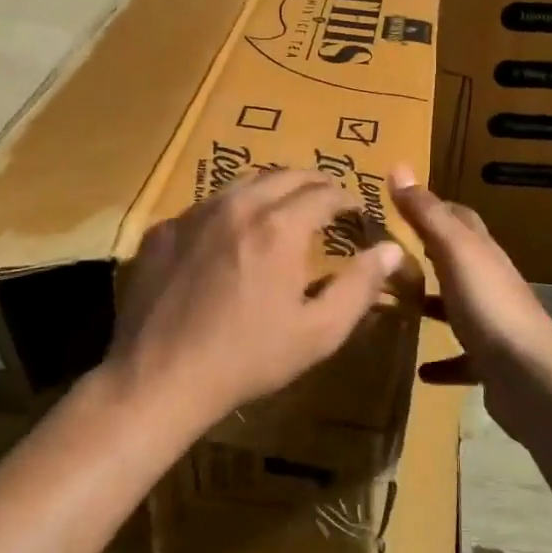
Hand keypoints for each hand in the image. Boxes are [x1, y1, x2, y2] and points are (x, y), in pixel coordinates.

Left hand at [106, 169, 406, 431]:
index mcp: (279, 226)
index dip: (347, 198)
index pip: (325, 192)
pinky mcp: (163, 230)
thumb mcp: (318, 331)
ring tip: (282, 210)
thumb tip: (391, 249)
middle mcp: (237, 205)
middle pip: (284, 175)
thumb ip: (360, 285)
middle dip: (313, 184)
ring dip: (271, 190)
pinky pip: (205, 206)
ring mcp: (194, 214)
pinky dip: (230, 211)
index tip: (356, 211)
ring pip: (242, 183)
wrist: (160, 377)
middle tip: (326, 202)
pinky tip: (229, 238)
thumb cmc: (248, 357)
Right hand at [388, 166, 551, 442]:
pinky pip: (462, 359)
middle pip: (458, 261)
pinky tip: (421, 369)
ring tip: (396, 308)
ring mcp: (494, 324)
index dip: (433, 207)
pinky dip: (442, 361)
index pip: (460, 218)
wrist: (530, 378)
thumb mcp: (454, 253)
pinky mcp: (491, 363)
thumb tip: (399, 167)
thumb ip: (427, 215)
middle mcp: (491, 283)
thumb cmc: (489, 307)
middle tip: (387, 257)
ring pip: (458, 308)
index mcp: (483, 253)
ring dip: (432, 306)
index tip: (399, 203)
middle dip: (426, 255)